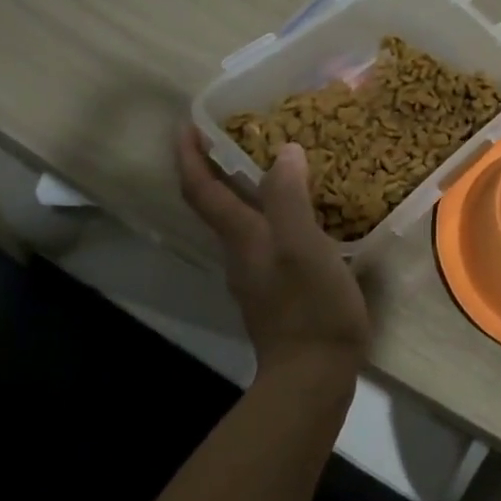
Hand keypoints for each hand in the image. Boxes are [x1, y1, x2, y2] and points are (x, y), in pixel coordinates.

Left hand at [176, 126, 370, 380]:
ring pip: (245, 220)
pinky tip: (308, 210)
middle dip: (219, 165)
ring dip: (250, 188)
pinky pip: (270, 237)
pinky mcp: (279, 288)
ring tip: (285, 163)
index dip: (189, 155)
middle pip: (217, 203)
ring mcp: (258, 273)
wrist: (313, 376)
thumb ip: (289, 199)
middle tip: (248, 131)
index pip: (202, 190)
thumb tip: (284, 151)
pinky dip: (278, 213)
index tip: (186, 124)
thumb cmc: (309, 306)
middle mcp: (241, 252)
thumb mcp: (302, 246)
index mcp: (241, 237)